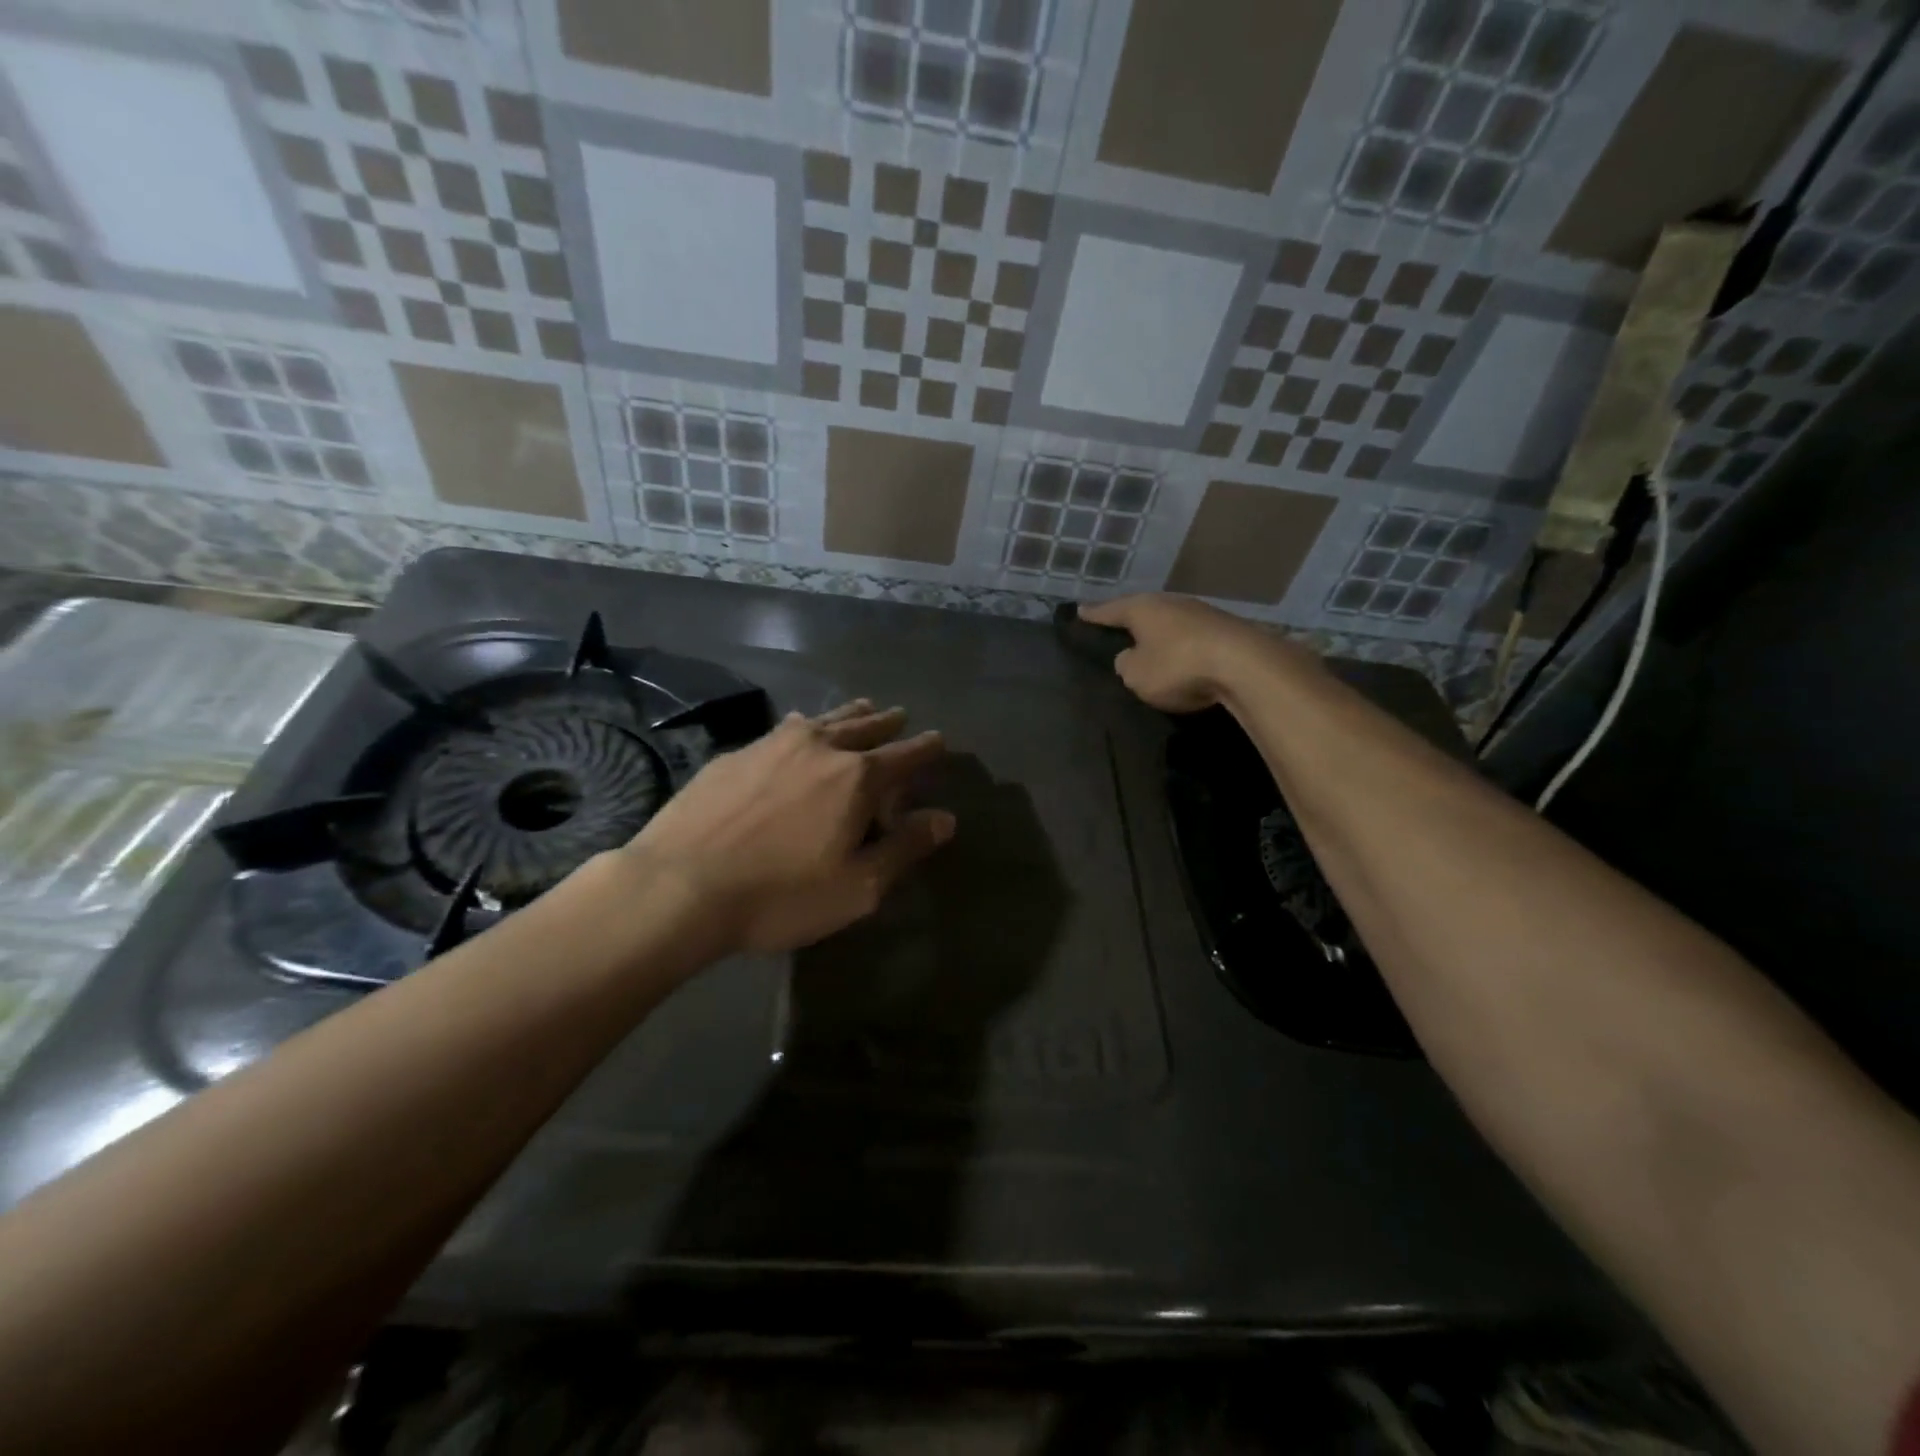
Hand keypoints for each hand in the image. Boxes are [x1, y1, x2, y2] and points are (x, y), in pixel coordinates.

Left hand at [620, 701, 952, 954]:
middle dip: (887, 722)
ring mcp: (774, 745)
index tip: (939, 740)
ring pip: (824, 720)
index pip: (905, 755)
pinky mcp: (736, 754)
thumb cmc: (780, 894)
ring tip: (862, 707)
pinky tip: (798, 727)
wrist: (680, 885)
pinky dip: (804, 725)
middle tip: (899, 715)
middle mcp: (820, 748)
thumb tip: (945, 818)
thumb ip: (904, 848)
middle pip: (864, 727)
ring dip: (849, 714)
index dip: (926, 748)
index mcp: (857, 778)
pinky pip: (784, 729)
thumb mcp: (858, 887)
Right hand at [1080, 594, 1297, 711]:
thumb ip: (1126, 665)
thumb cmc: (1178, 667)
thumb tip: (1131, 656)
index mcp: (1142, 609)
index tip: (1080, 611)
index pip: (1110, 610)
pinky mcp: (1225, 629)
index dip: (1094, 614)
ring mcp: (1201, 612)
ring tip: (1149, 643)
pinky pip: (1192, 635)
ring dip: (1160, 633)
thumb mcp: (1136, 675)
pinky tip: (1182, 655)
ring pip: (1170, 621)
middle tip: (1116, 626)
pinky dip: (1183, 644)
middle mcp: (1171, 602)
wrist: (1245, 665)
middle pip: (1143, 610)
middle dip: (1131, 619)